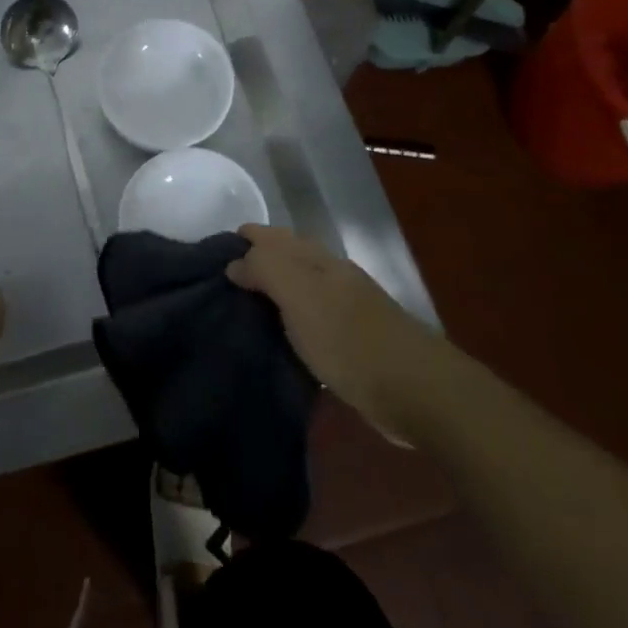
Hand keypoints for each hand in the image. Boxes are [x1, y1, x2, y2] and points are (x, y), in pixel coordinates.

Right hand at [227, 224, 450, 435]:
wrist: (414, 390)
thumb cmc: (348, 337)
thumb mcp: (298, 294)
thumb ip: (264, 269)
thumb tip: (234, 263)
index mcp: (317, 259)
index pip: (271, 236)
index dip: (244, 239)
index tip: (212, 255)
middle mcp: (330, 276)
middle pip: (287, 258)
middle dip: (256, 261)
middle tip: (221, 282)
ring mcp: (345, 309)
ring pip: (299, 289)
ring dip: (273, 292)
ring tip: (241, 309)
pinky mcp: (352, 344)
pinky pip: (310, 321)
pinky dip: (290, 321)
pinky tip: (278, 338)